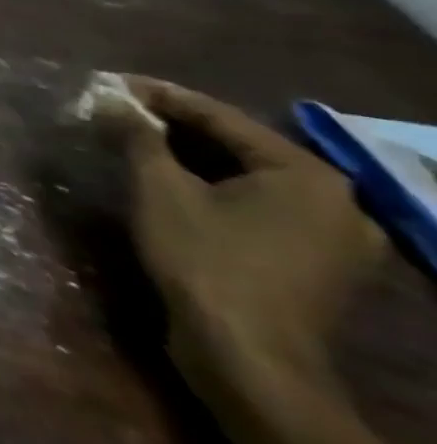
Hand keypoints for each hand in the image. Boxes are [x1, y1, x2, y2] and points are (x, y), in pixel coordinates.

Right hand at [118, 77, 385, 401]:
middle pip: (237, 147)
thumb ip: (136, 135)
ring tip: (134, 143)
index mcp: (307, 174)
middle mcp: (335, 202)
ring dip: (189, 159)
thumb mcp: (158, 188)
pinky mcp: (314, 267)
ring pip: (245, 179)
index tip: (110, 82)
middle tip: (118, 111)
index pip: (219, 116)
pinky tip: (170, 185)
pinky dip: (211, 190)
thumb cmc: (204, 260)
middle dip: (173, 127)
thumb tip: (109, 97)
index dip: (158, 95)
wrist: (246, 360)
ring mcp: (332, 240)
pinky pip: (256, 208)